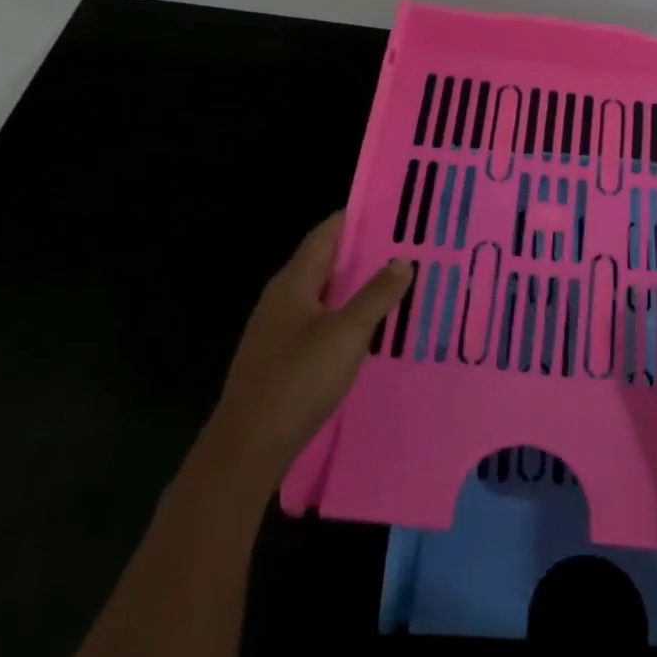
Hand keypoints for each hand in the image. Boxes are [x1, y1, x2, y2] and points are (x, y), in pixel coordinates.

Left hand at [212, 213, 411, 486]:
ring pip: (325, 293)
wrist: (249, 445)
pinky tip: (372, 327)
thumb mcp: (347, 333)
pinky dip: (347, 314)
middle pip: (326, 262)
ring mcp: (279, 329)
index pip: (326, 234)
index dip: (357, 218)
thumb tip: (401, 260)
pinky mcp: (283, 356)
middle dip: (364, 252)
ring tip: (398, 282)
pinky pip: (321, 320)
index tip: (394, 210)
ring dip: (357, 285)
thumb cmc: (298, 379)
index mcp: (293, 282)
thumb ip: (376, 295)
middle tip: (408, 246)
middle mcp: (283, 298)